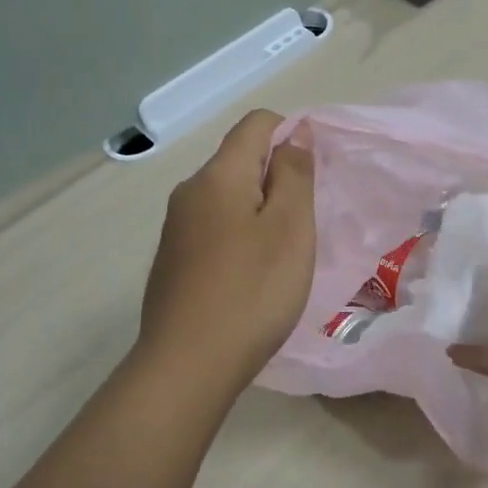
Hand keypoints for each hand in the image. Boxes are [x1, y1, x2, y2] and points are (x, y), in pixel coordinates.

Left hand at [138, 109, 315, 392]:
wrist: (188, 365)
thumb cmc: (252, 291)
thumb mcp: (290, 228)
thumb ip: (294, 174)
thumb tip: (293, 133)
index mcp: (218, 175)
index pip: (257, 123)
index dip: (292, 133)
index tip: (315, 176)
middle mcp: (189, 192)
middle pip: (240, 160)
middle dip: (277, 179)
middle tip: (304, 224)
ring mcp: (176, 229)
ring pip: (228, 198)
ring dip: (260, 212)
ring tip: (282, 256)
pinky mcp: (173, 261)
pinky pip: (214, 229)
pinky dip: (240, 237)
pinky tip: (251, 278)